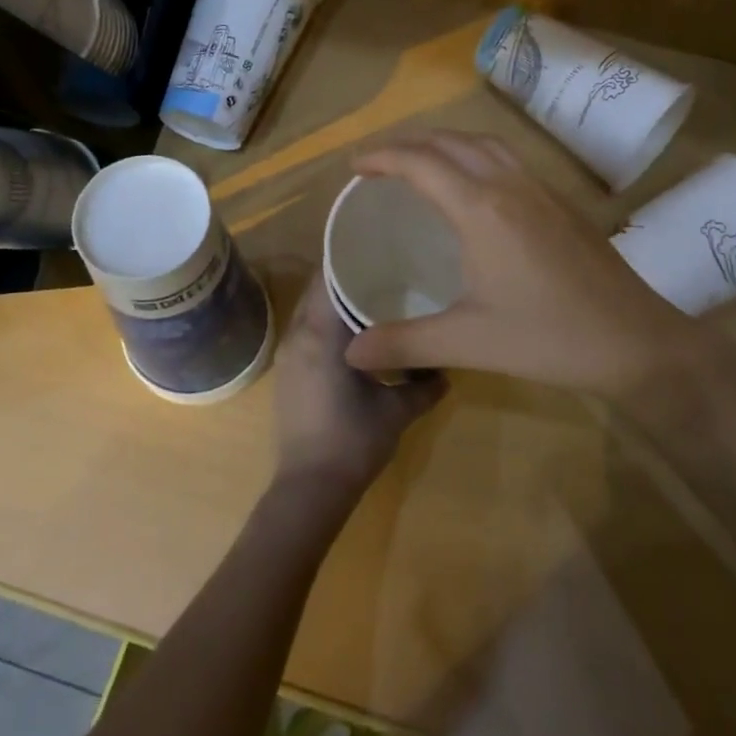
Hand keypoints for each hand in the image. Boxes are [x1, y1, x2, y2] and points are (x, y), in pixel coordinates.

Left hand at [272, 280, 448, 502]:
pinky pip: (306, 330)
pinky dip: (326, 322)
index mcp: (321, 333)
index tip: (379, 248)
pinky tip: (354, 333)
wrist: (309, 488)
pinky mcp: (287, 372)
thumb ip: (425, 386)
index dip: (351, 259)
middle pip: (318, 289)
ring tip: (373, 296)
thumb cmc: (353, 441)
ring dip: (335, 300)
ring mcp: (288, 354)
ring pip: (310, 310)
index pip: (329, 277)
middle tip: (385, 269)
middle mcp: (298, 335)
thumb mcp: (397, 411)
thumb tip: (447, 370)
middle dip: (347, 276)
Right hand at [342, 131, 701, 398]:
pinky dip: (475, 153)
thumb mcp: (469, 343)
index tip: (354, 166)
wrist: (636, 340)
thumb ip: (405, 342)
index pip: (420, 163)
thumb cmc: (549, 338)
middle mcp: (509, 184)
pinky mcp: (561, 200)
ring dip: (444, 142)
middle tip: (378, 162)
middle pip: (449, 141)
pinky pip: (508, 156)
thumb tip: (350, 352)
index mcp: (481, 208)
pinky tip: (474, 183)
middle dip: (407, 143)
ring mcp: (541, 188)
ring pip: (483, 142)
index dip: (382, 157)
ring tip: (420, 161)